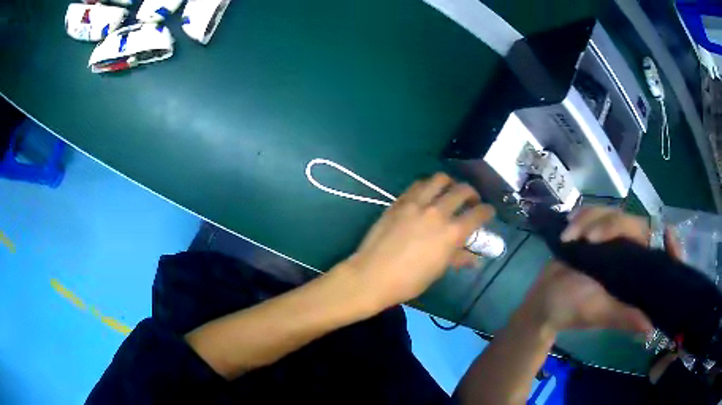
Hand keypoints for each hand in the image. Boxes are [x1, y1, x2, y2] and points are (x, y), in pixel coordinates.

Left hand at [344, 173, 494, 308]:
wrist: (372, 275)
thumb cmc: (409, 281)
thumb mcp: (438, 271)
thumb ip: (458, 258)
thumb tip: (474, 259)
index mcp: (452, 232)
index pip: (479, 213)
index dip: (488, 211)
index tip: (488, 212)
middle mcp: (437, 212)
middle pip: (462, 190)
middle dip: (472, 194)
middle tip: (471, 201)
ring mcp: (416, 204)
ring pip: (439, 179)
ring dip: (450, 183)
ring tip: (449, 192)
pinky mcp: (399, 202)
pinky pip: (417, 185)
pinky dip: (427, 186)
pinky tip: (426, 195)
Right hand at [523, 208, 681, 332]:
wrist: (543, 299)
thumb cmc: (572, 309)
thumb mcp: (599, 313)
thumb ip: (624, 317)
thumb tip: (651, 328)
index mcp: (635, 276)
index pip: (661, 257)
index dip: (670, 246)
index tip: (668, 233)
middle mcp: (629, 257)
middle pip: (635, 225)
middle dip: (610, 226)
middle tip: (587, 239)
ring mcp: (612, 243)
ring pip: (613, 214)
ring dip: (589, 221)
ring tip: (570, 236)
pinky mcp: (595, 233)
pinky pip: (595, 213)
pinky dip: (582, 216)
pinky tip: (570, 226)